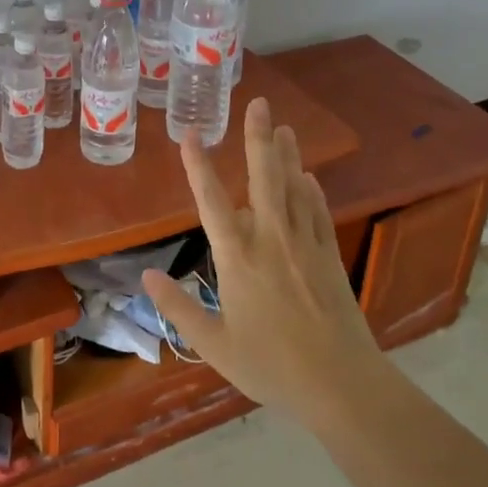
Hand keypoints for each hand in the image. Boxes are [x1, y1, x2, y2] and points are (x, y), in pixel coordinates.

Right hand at [142, 97, 379, 425]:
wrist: (341, 383)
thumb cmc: (270, 365)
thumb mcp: (213, 344)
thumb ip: (178, 307)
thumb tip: (147, 276)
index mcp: (238, 258)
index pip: (211, 202)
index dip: (197, 166)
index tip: (189, 134)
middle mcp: (271, 240)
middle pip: (264, 178)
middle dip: (258, 138)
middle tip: (259, 103)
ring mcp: (304, 245)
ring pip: (294, 188)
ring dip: (287, 155)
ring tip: (284, 125)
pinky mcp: (329, 256)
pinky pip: (318, 212)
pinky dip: (311, 191)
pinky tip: (308, 177)